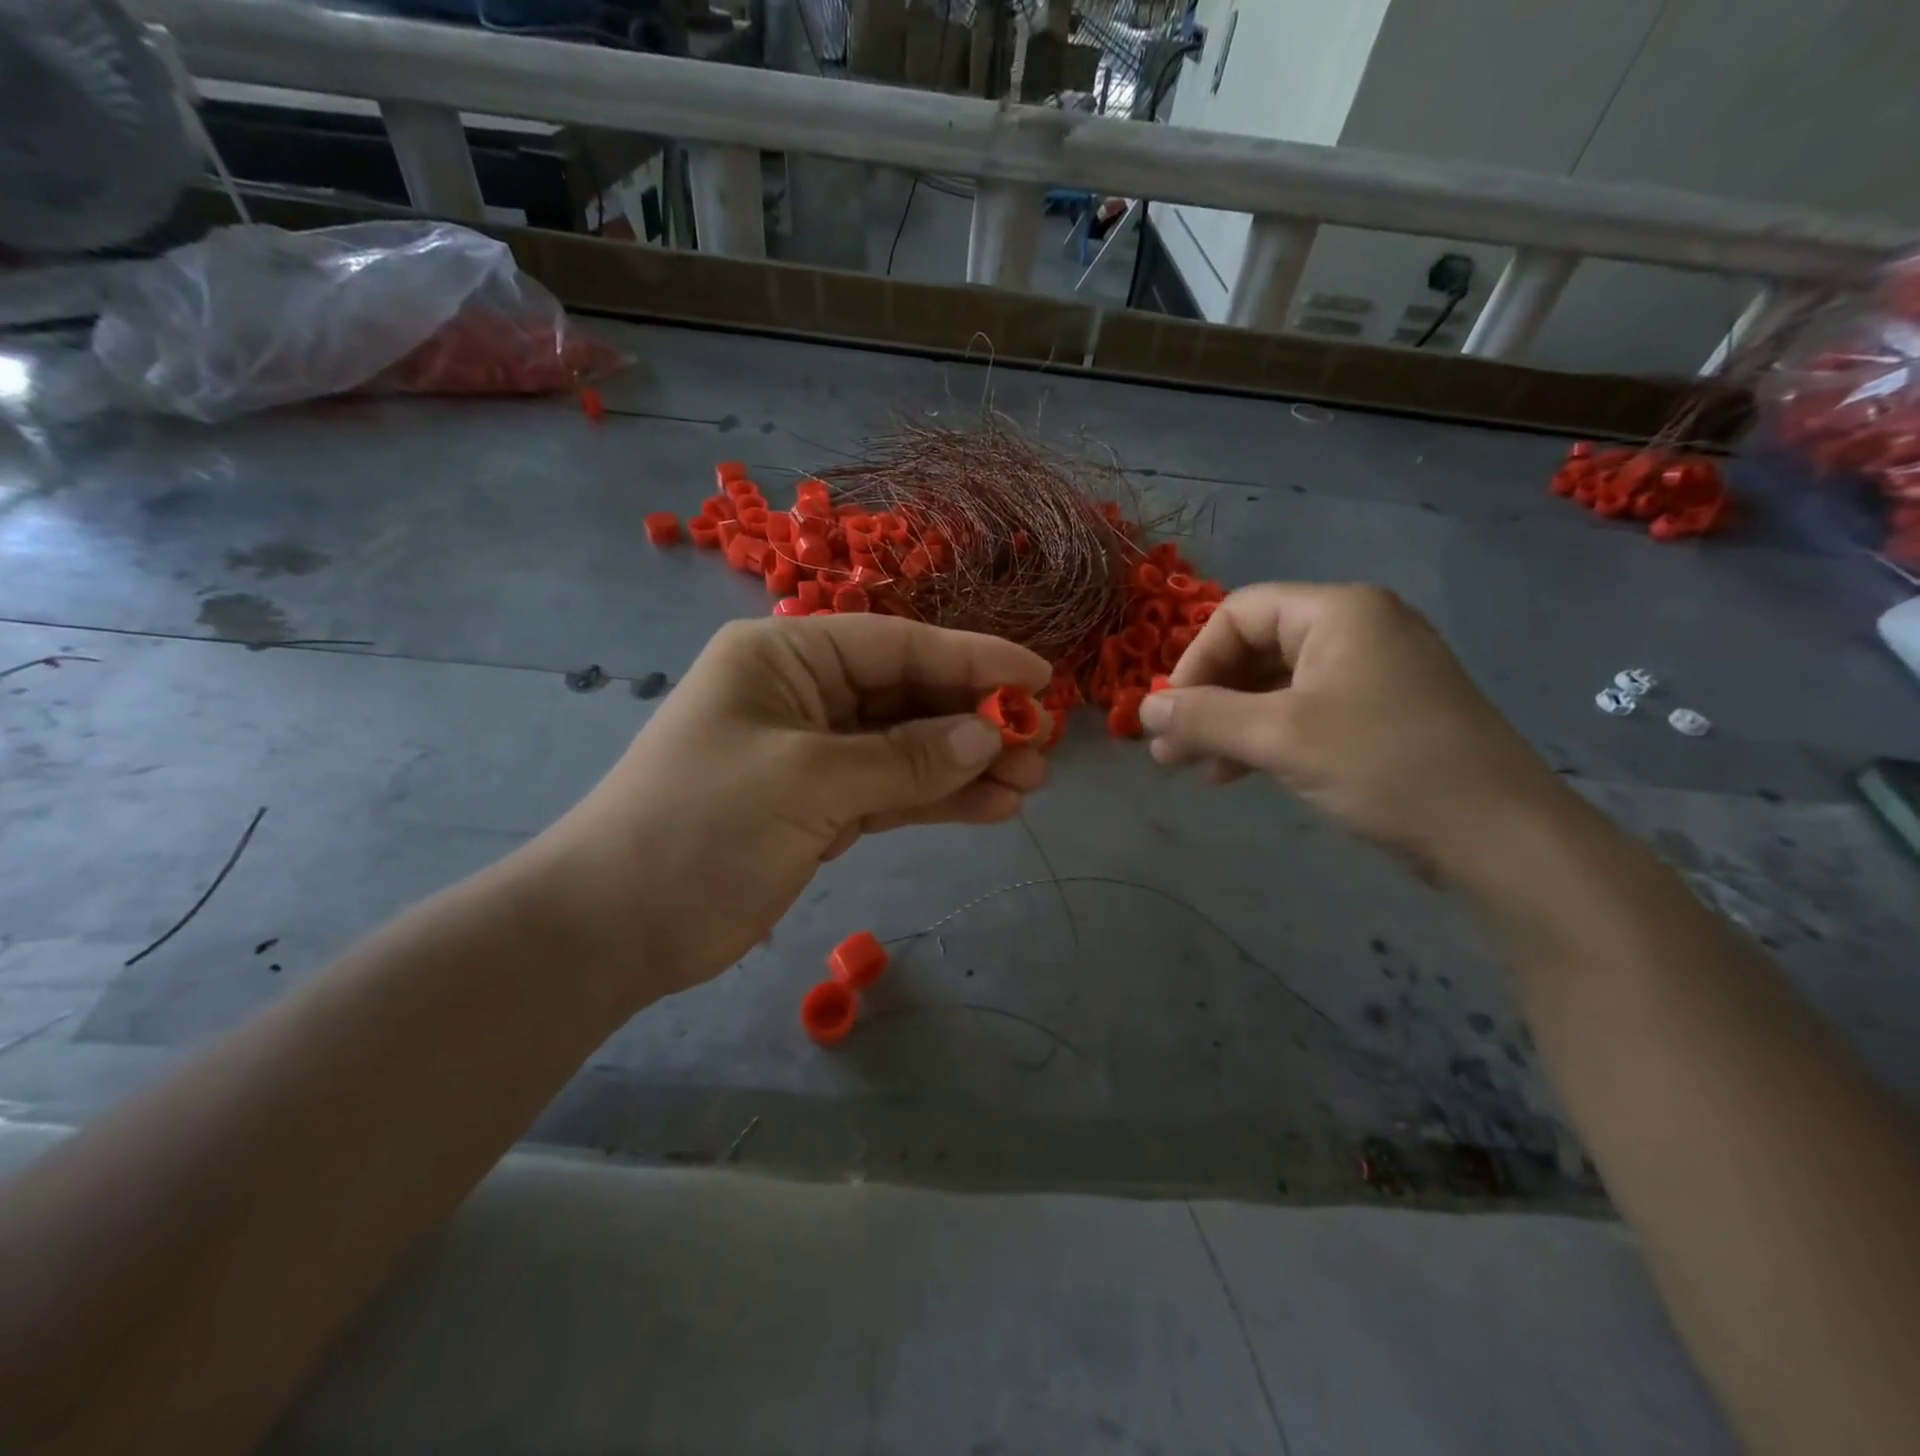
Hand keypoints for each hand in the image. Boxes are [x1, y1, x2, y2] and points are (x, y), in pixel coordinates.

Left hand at [513, 615, 1050, 995]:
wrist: (617, 927)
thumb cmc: (701, 826)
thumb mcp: (808, 781)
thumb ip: (904, 757)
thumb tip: (988, 735)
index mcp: (786, 657)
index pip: (897, 645)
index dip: (972, 659)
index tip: (1038, 679)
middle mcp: (804, 694)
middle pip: (908, 696)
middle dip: (975, 720)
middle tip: (1041, 744)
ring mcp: (814, 754)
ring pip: (907, 748)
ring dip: (966, 765)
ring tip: (1030, 783)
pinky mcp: (820, 807)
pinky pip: (892, 792)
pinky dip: (938, 799)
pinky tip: (991, 808)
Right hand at [1140, 583, 1565, 876]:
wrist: (1499, 836)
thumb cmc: (1383, 765)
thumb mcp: (1279, 738)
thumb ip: (1203, 718)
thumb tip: (1141, 710)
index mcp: (1338, 612)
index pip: (1239, 614)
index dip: (1195, 661)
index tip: (1171, 716)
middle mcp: (1358, 629)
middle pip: (1256, 648)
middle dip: (1208, 700)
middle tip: (1171, 751)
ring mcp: (1375, 672)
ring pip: (1278, 686)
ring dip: (1231, 724)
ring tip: (1197, 770)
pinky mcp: (1384, 713)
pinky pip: (1307, 711)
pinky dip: (1267, 737)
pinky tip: (1239, 774)